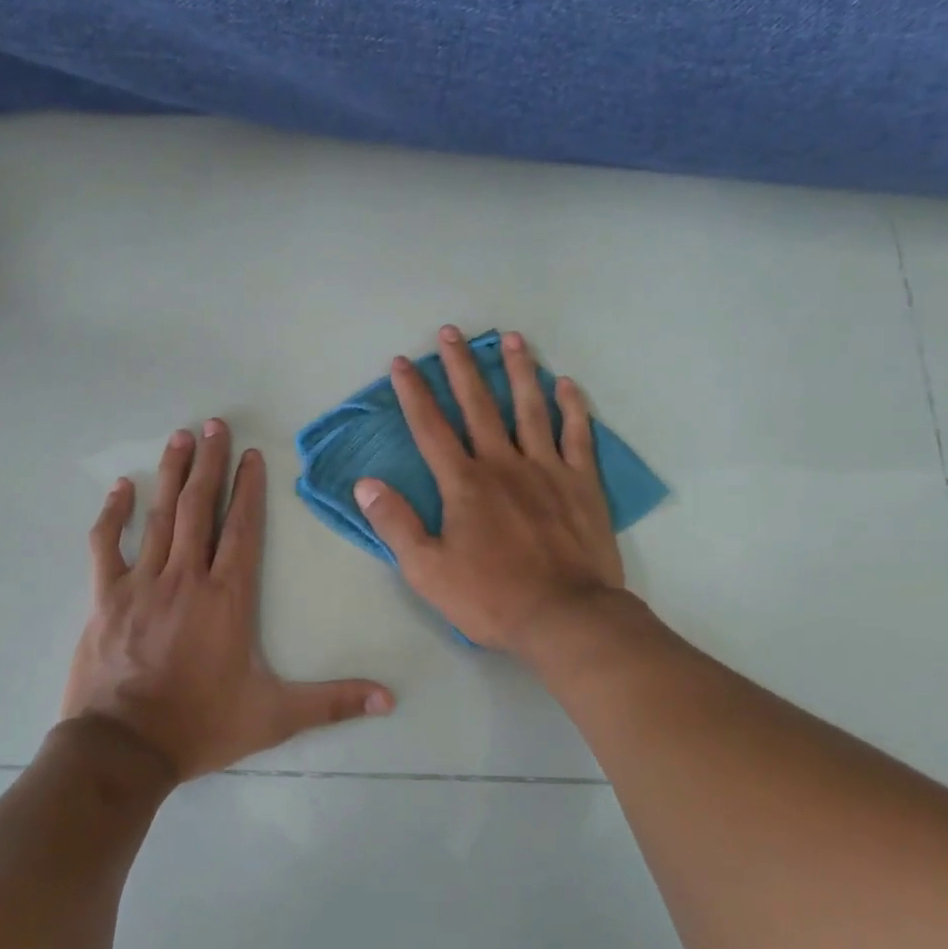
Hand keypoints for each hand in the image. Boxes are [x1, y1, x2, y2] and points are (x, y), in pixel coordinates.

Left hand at [63, 420, 394, 779]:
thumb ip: (332, 702)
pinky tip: (120, 487)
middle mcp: (186, 578)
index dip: (248, 488)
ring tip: (180, 437)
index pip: (242, 529)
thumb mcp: (275, 716)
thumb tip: (390, 699)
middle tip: (213, 424)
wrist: (124, 750)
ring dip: (172, 474)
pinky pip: (106, 545)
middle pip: (201, 508)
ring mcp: (142, 583)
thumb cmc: (201, 726)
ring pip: (160, 516)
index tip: (249, 453)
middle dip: (209, 463)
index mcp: (227, 597)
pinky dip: (113, 514)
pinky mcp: (105, 597)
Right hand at [352, 326, 625, 650]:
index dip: (414, 393)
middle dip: (461, 367)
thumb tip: (365, 484)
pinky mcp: (582, 484)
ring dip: (519, 371)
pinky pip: (577, 436)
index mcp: (464, 483)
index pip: (431, 428)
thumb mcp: (427, 570)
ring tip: (512, 339)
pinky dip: (572, 408)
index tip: (402, 362)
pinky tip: (566, 384)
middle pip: (478, 405)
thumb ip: (395, 523)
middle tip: (451, 331)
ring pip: (530, 409)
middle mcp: (503, 464)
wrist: (565, 617)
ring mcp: (547, 469)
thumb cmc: (491, 597)